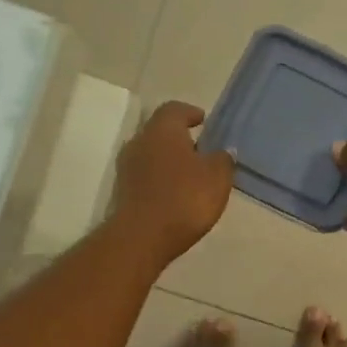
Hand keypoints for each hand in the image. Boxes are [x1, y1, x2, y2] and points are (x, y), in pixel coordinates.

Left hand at [111, 101, 235, 264]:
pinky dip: (161, 180)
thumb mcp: (217, 177)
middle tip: (202, 151)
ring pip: (153, 155)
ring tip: (192, 176)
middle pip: (161, 132)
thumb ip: (223, 160)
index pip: (175, 109)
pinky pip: (146, 176)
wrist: (142, 237)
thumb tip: (223, 151)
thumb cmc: (184, 198)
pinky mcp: (123, 191)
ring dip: (170, 161)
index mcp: (163, 130)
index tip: (204, 122)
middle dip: (181, 139)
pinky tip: (176, 195)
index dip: (191, 113)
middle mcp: (140, 141)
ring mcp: (127, 167)